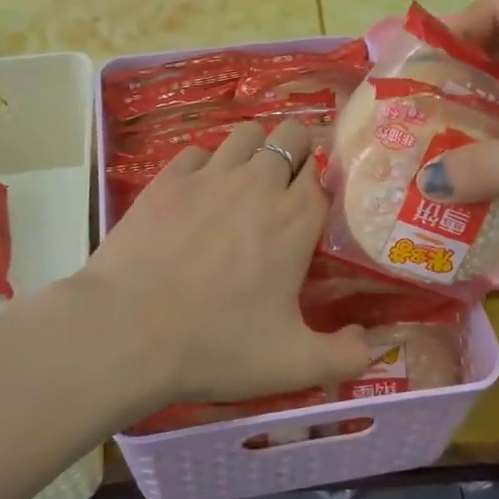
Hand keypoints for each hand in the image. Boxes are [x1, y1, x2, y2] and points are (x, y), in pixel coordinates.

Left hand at [76, 120, 373, 406]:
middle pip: (291, 136)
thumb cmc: (216, 344)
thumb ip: (345, 356)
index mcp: (295, 218)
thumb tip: (371, 343)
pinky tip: (196, 194)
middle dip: (296, 152)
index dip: (323, 183)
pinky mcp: (167, 179)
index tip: (317, 205)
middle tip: (284, 190)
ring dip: (253, 150)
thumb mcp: (293, 365)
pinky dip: (204, 165)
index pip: (324, 173)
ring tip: (243, 184)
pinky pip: (197, 151)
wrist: (127, 331)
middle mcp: (258, 182)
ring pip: (245, 133)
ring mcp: (209, 175)